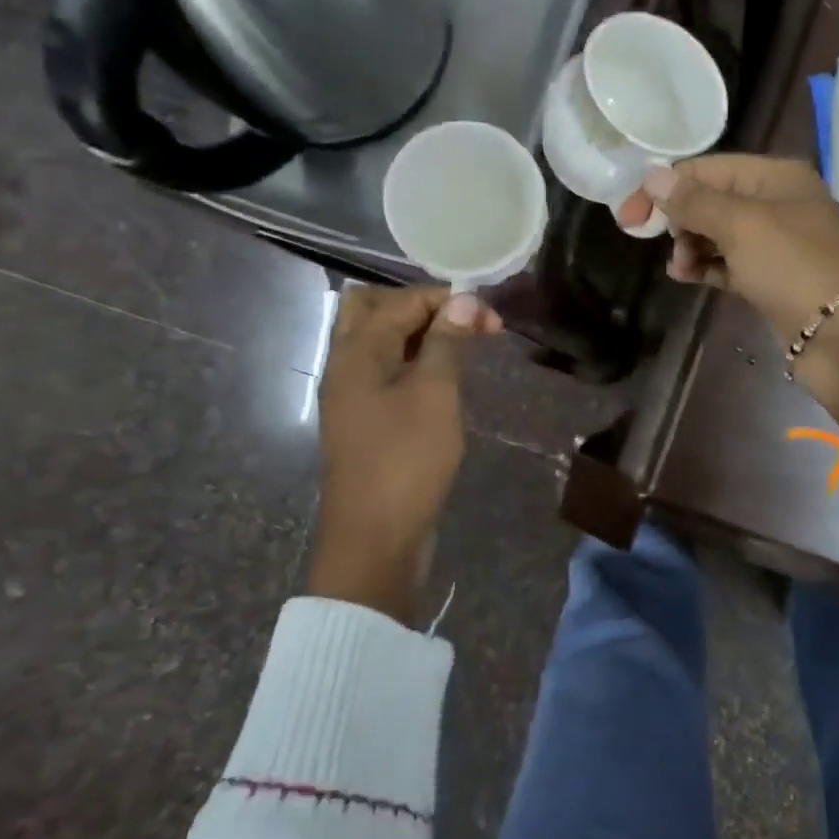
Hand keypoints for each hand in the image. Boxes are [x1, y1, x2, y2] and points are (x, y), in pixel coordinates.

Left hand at [308, 286, 500, 623]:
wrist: (375, 539)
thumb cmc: (407, 460)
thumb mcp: (435, 394)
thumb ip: (447, 341)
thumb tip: (463, 299)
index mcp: (358, 351)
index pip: (401, 300)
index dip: (448, 300)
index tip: (492, 320)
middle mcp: (346, 365)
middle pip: (374, 311)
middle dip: (423, 308)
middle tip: (464, 325)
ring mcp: (350, 395)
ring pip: (380, 343)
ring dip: (419, 336)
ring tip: (461, 349)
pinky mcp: (363, 421)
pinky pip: (385, 373)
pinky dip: (412, 363)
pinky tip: (443, 381)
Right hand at [618, 156, 838, 338]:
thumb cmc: (795, 267)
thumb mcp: (742, 225)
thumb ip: (695, 201)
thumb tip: (652, 176)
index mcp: (775, 177)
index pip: (708, 169)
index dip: (666, 187)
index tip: (629, 216)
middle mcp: (776, 203)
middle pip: (711, 200)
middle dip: (680, 218)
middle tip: (658, 242)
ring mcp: (775, 244)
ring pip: (717, 234)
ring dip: (690, 246)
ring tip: (679, 268)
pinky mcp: (770, 280)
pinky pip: (727, 264)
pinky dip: (706, 267)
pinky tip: (688, 277)